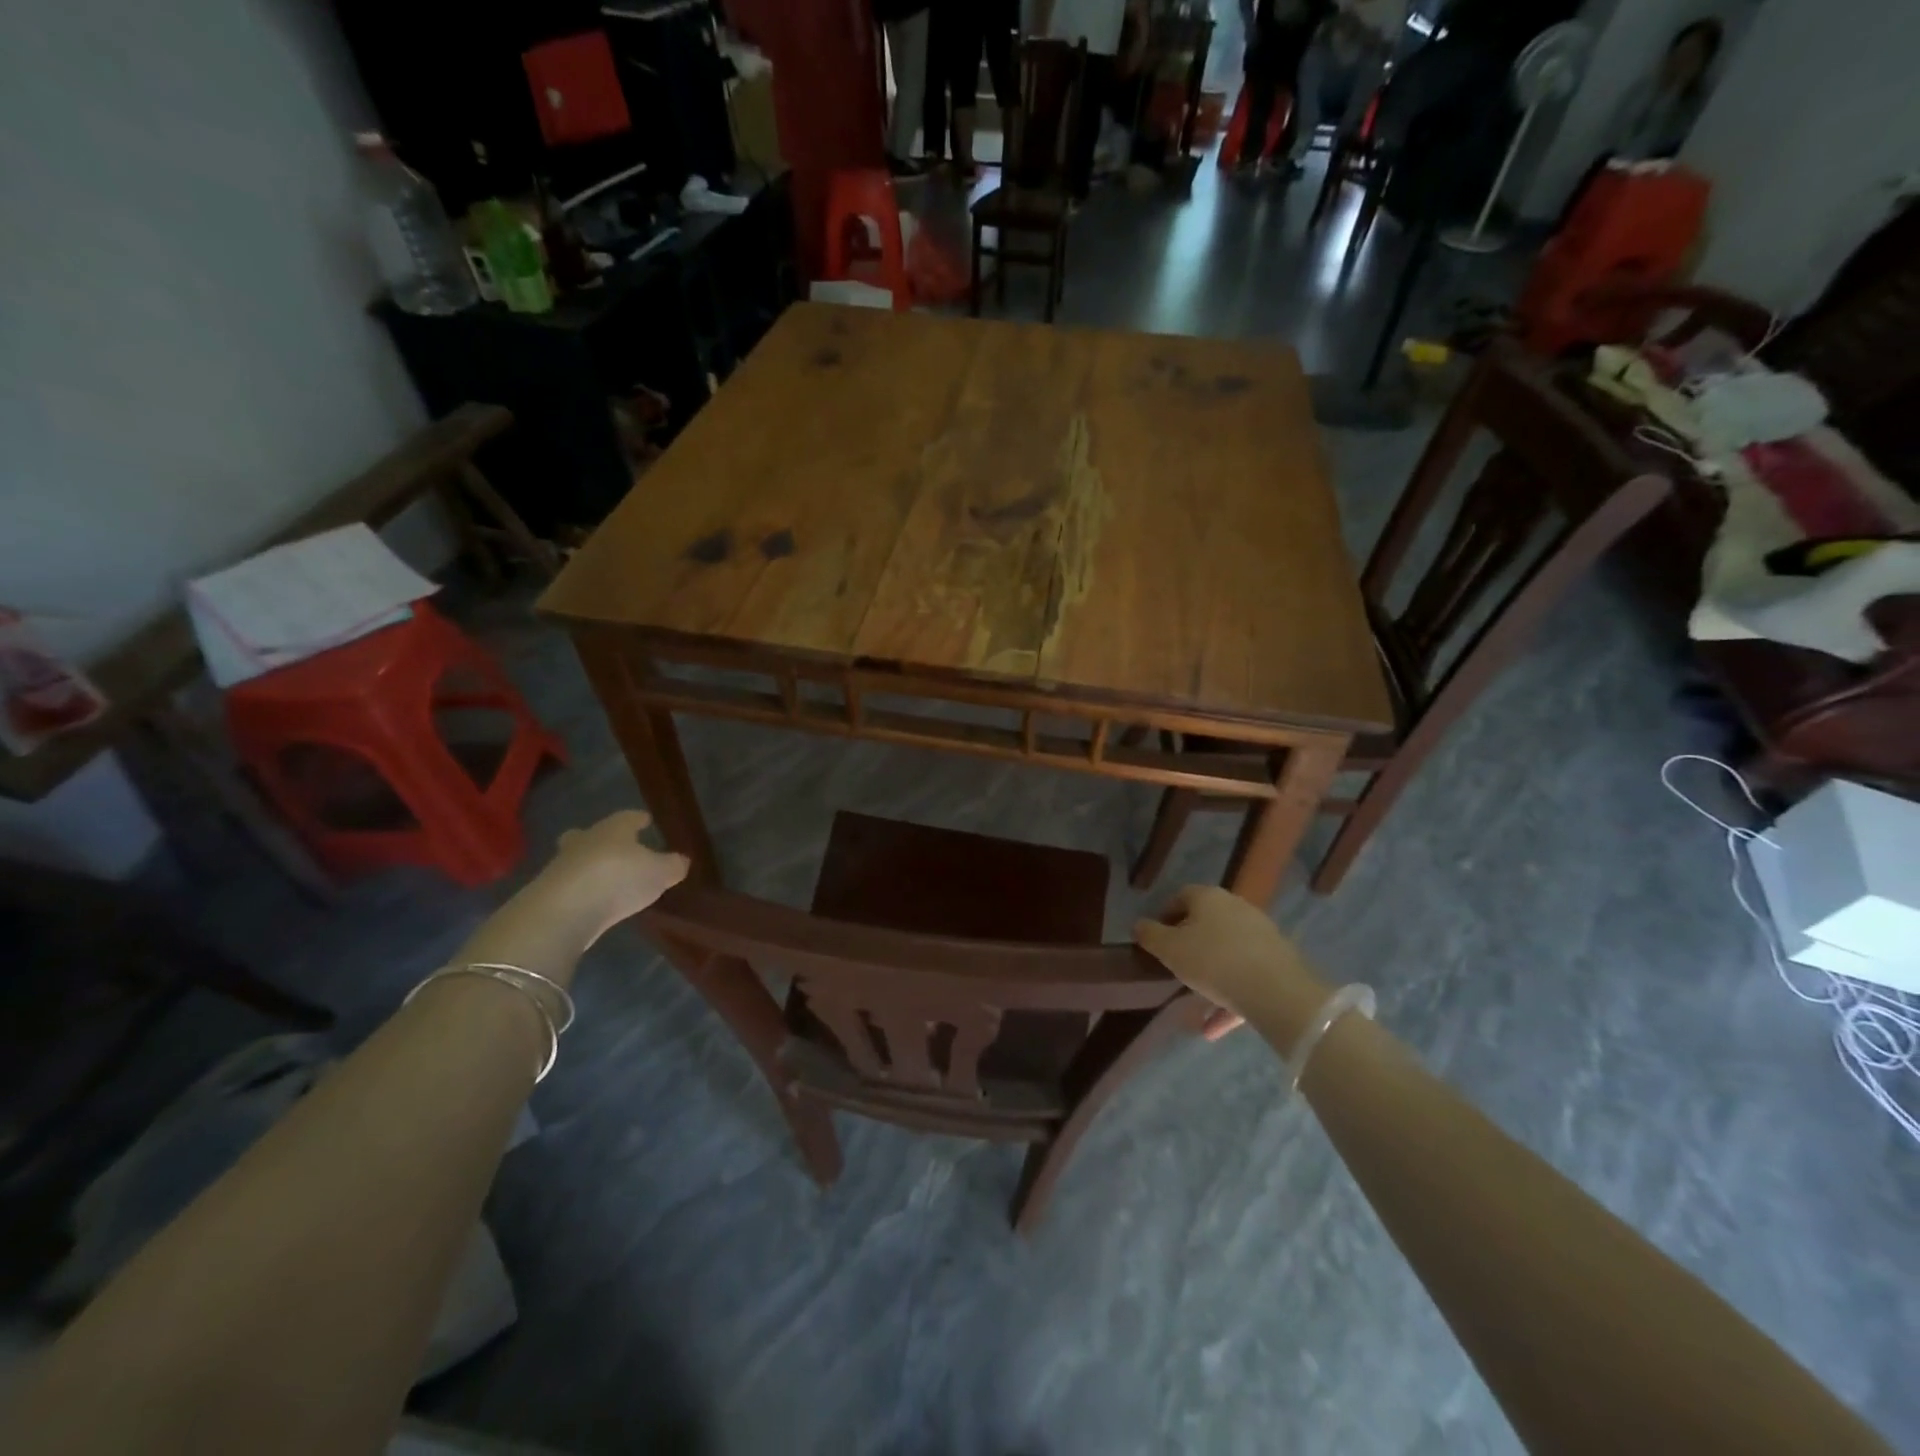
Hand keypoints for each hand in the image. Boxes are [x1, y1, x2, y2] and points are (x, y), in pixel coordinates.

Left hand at [538, 810, 689, 944]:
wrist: (563, 911)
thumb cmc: (619, 879)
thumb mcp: (660, 873)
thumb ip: (673, 866)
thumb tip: (681, 861)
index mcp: (614, 828)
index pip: (629, 817)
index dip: (639, 819)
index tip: (646, 820)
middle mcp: (586, 840)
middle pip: (592, 834)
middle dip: (603, 839)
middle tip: (616, 847)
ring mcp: (561, 866)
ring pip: (577, 859)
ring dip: (590, 866)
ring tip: (607, 880)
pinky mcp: (547, 893)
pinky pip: (569, 885)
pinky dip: (581, 890)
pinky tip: (592, 901)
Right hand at [1134, 886, 1325, 1037]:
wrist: (1276, 991)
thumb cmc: (1213, 961)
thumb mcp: (1170, 949)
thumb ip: (1150, 935)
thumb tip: (1139, 925)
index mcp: (1209, 898)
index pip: (1181, 897)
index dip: (1165, 916)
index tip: (1156, 939)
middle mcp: (1236, 908)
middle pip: (1207, 923)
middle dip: (1190, 944)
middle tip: (1175, 966)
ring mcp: (1261, 934)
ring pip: (1227, 953)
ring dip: (1210, 977)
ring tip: (1193, 1002)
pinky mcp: (1278, 962)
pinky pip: (1245, 977)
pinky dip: (1228, 998)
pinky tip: (1213, 1027)